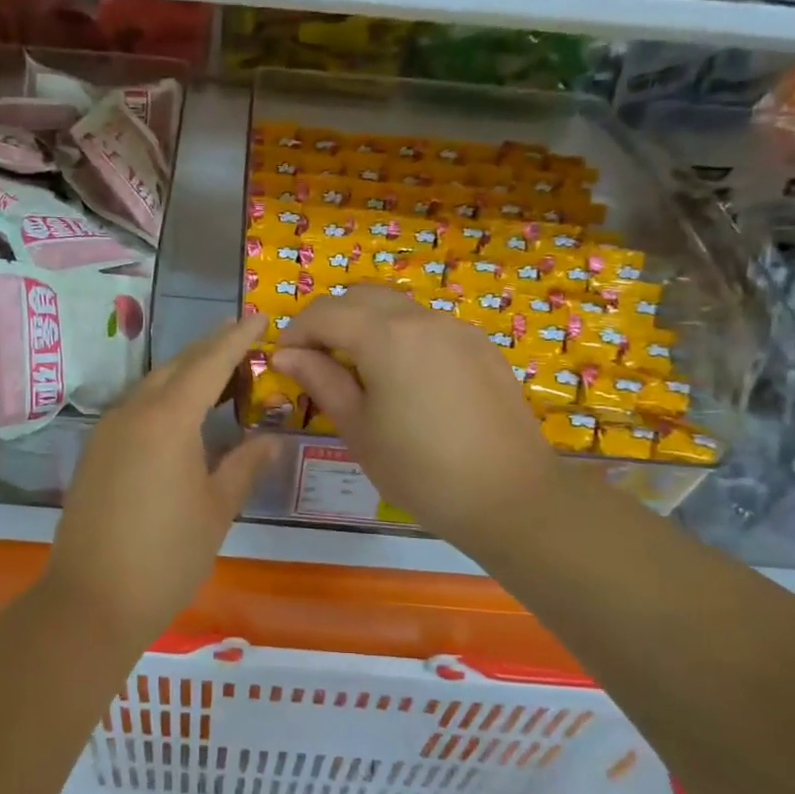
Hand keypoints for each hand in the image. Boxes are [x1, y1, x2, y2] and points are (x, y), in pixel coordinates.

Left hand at [47, 315, 273, 644]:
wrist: (91, 600)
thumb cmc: (166, 555)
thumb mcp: (216, 510)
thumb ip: (245, 466)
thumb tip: (271, 438)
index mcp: (168, 419)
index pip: (209, 362)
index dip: (236, 338)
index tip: (259, 317)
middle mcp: (134, 412)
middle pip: (177, 365)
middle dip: (211, 349)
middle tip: (244, 341)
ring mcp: (108, 430)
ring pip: (153, 384)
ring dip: (187, 372)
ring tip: (219, 374)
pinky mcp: (96, 451)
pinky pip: (136, 406)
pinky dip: (165, 397)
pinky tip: (182, 414)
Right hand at [274, 284, 553, 559]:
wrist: (510, 496)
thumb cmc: (420, 470)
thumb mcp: (358, 429)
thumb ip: (321, 381)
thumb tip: (286, 355)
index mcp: (386, 336)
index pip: (324, 313)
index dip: (296, 332)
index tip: (284, 361)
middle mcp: (422, 318)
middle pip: (360, 296)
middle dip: (329, 320)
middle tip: (316, 360)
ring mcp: (457, 328)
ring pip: (397, 307)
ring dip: (366, 325)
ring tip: (359, 370)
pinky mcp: (481, 346)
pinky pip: (428, 325)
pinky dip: (401, 336)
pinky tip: (405, 380)